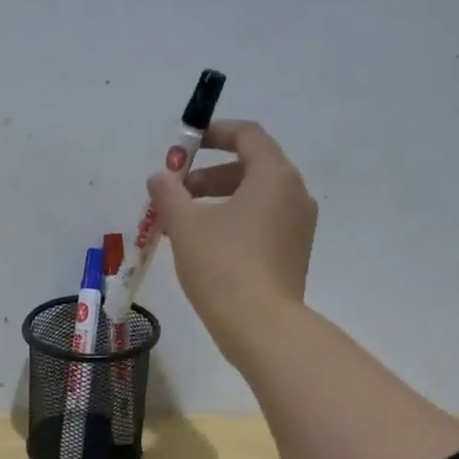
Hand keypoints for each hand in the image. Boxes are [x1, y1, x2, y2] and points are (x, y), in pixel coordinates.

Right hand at [147, 119, 317, 364]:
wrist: (260, 325)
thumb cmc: (222, 265)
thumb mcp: (185, 225)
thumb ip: (169, 193)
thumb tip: (160, 177)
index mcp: (274, 176)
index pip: (247, 135)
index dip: (214, 133)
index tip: (186, 145)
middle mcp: (294, 194)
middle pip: (250, 168)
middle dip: (208, 176)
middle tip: (176, 193)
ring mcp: (298, 227)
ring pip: (255, 199)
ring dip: (218, 202)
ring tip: (183, 225)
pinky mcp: (293, 254)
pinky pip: (262, 224)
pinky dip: (233, 223)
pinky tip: (205, 247)